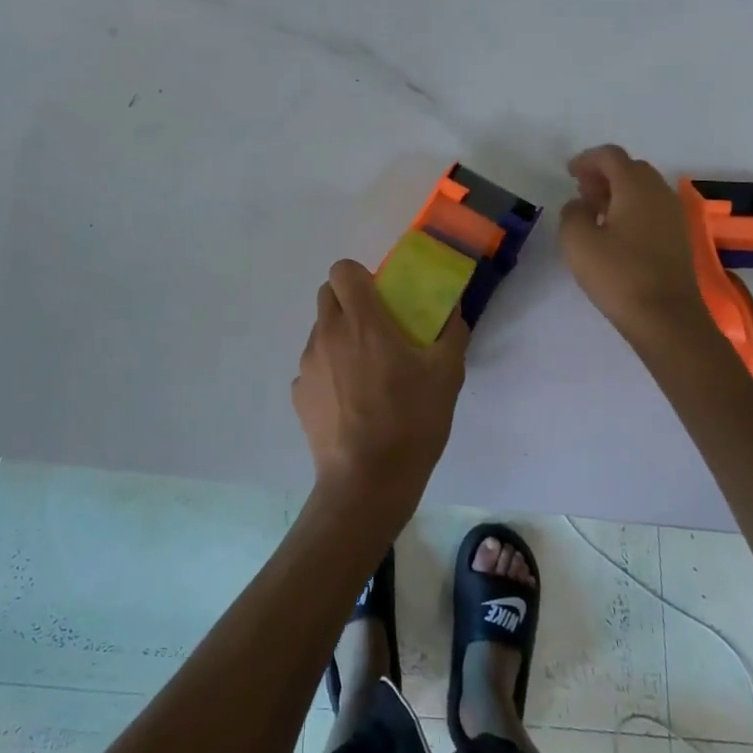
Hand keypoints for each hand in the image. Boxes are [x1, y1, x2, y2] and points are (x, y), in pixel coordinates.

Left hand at [292, 259, 468, 514]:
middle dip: (348, 302)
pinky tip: (350, 402)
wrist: (367, 483)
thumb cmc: (410, 422)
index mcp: (361, 321)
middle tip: (375, 329)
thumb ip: (451, 334)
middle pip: (327, 295)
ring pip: (319, 331)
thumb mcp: (446, 375)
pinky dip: (328, 372)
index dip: (359, 276)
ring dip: (338, 338)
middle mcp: (327, 334)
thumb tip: (453, 312)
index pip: (342, 270)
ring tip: (365, 372)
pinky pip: (313, 367)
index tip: (380, 297)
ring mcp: (307, 364)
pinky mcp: (298, 394)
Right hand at [559, 144, 710, 339]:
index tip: (569, 173)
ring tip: (596, 211)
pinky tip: (616, 232)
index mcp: (636, 187)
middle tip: (582, 191)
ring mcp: (674, 215)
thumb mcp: (577, 241)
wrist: (667, 318)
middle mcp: (660, 193)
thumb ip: (572, 213)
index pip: (611, 156)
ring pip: (644, 189)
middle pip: (631, 168)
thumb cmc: (618, 275)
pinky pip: (653, 208)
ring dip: (619, 191)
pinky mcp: (679, 237)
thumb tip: (581, 205)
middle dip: (604, 174)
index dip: (587, 159)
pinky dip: (633, 208)